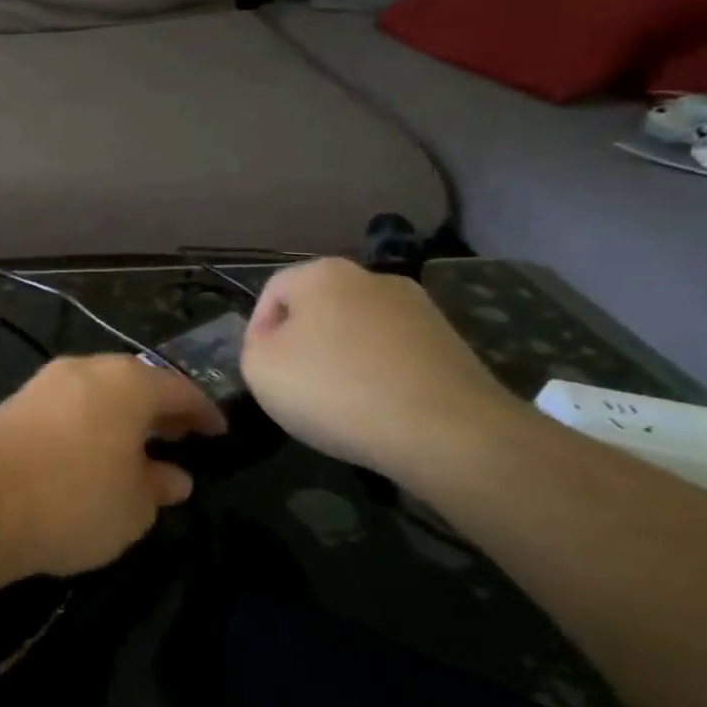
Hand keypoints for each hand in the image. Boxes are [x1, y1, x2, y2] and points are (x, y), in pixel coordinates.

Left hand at [0, 356, 225, 578]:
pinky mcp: (14, 402)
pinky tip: (89, 451)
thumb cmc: (74, 502)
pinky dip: (88, 420)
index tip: (219, 432)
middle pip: (134, 381)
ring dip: (121, 414)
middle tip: (180, 436)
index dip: (202, 411)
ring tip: (136, 447)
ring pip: (96, 390)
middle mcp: (84, 370)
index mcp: (126, 383)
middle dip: (159, 408)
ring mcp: (44, 382)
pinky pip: (67, 404)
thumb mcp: (134, 508)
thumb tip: (173, 476)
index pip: (177, 388)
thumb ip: (159, 486)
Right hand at [241, 258, 526, 478]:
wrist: (447, 432)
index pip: (273, 292)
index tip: (261, 370)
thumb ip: (254, 346)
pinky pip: (395, 354)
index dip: (257, 331)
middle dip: (303, 342)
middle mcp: (373, 277)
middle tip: (295, 385)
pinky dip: (380, 376)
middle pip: (319, 308)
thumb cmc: (335, 389)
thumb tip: (277, 343)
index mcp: (323, 273)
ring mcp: (420, 309)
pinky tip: (378, 409)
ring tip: (339, 403)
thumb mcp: (259, 368)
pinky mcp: (452, 344)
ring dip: (343, 359)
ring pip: (359, 331)